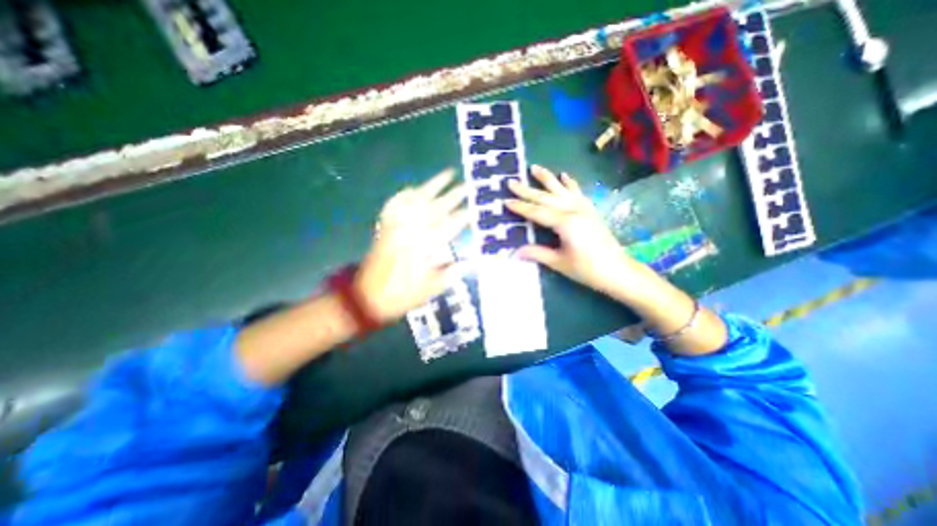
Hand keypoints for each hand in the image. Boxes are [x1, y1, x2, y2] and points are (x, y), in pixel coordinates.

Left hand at [353, 172, 467, 321]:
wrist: (367, 298)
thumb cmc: (401, 296)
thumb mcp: (430, 290)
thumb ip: (449, 273)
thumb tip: (467, 262)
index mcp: (425, 248)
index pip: (449, 226)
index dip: (463, 216)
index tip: (474, 208)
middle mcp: (412, 232)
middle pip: (436, 208)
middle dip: (454, 196)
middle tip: (467, 185)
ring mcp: (397, 226)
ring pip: (417, 200)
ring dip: (433, 186)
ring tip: (447, 173)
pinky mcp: (386, 227)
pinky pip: (395, 204)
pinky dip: (406, 194)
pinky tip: (414, 187)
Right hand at [505, 164, 644, 295]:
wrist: (618, 271)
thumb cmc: (587, 269)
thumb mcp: (559, 262)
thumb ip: (537, 253)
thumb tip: (515, 252)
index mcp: (564, 223)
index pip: (536, 212)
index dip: (520, 207)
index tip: (505, 201)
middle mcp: (573, 210)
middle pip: (545, 198)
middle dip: (527, 190)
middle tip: (511, 182)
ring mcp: (583, 208)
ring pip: (561, 189)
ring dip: (547, 178)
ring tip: (535, 167)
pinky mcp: (590, 210)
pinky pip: (578, 192)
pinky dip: (570, 183)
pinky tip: (564, 175)